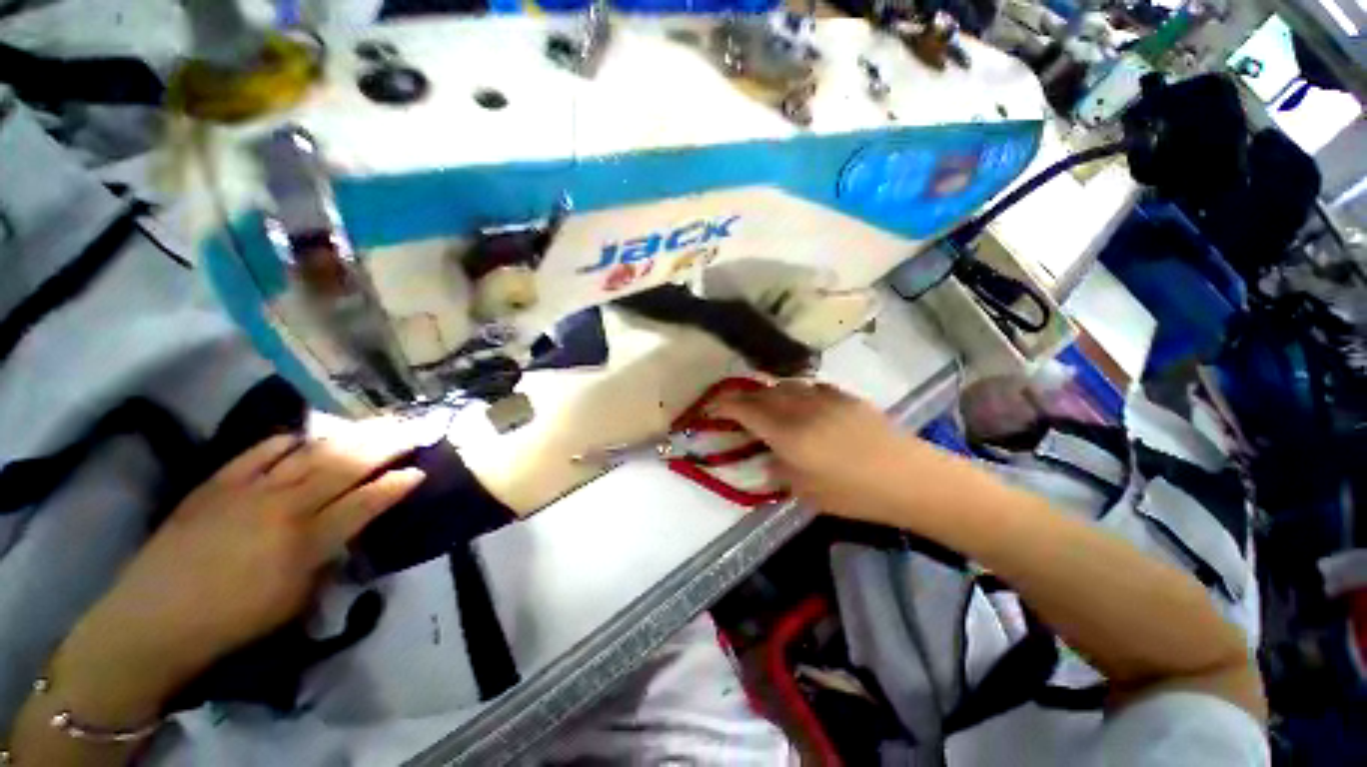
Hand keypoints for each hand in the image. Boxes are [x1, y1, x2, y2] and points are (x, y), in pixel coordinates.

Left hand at [59, 430, 425, 711]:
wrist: (152, 621)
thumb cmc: (232, 623)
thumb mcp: (293, 604)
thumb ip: (326, 562)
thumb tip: (345, 534)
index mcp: (306, 542)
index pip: (366, 503)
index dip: (396, 485)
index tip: (419, 470)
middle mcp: (284, 508)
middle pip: (344, 467)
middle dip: (383, 446)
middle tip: (410, 429)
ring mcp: (248, 491)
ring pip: (309, 454)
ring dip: (346, 438)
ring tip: (372, 424)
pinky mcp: (216, 484)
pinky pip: (258, 452)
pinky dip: (285, 441)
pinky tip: (302, 437)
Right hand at [712, 381, 931, 523]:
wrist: (908, 477)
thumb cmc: (854, 493)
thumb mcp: (806, 492)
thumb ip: (779, 471)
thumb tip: (768, 459)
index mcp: (787, 433)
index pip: (745, 410)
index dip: (724, 405)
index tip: (712, 406)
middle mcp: (800, 408)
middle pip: (762, 393)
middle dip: (743, 397)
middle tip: (735, 407)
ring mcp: (823, 398)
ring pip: (785, 385)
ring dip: (768, 392)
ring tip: (766, 404)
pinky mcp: (843, 396)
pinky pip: (809, 387)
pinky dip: (795, 392)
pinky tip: (801, 403)